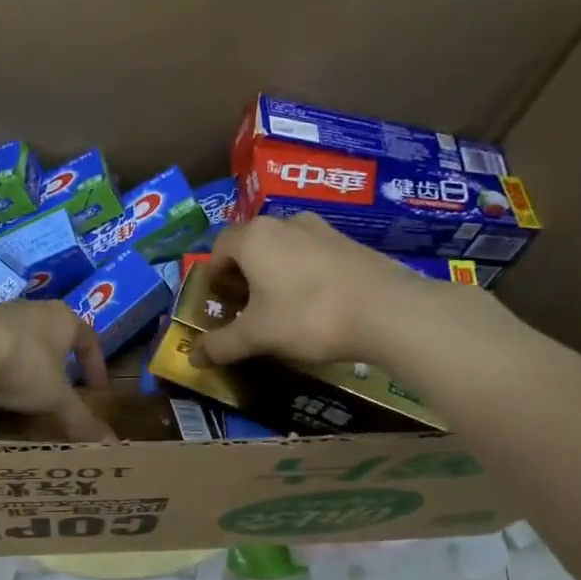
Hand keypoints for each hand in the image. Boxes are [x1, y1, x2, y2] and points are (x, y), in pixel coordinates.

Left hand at [0, 300, 114, 442]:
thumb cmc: (24, 366)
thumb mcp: (56, 398)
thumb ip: (81, 419)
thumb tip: (111, 444)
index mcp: (62, 319)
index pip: (88, 337)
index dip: (95, 364)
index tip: (97, 389)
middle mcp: (33, 310)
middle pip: (53, 335)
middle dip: (59, 362)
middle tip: (61, 389)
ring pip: (21, 340)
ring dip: (26, 364)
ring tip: (25, 392)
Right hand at [195, 214, 479, 368]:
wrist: (386, 311)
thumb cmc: (308, 316)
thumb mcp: (257, 336)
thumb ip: (222, 345)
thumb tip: (194, 357)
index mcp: (253, 237)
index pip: (218, 248)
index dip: (213, 276)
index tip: (218, 303)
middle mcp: (284, 222)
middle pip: (251, 246)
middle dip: (242, 276)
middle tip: (245, 309)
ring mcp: (321, 229)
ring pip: (283, 249)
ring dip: (273, 274)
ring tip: (280, 309)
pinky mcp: (349, 242)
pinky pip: (311, 256)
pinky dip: (302, 275)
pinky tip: (314, 305)